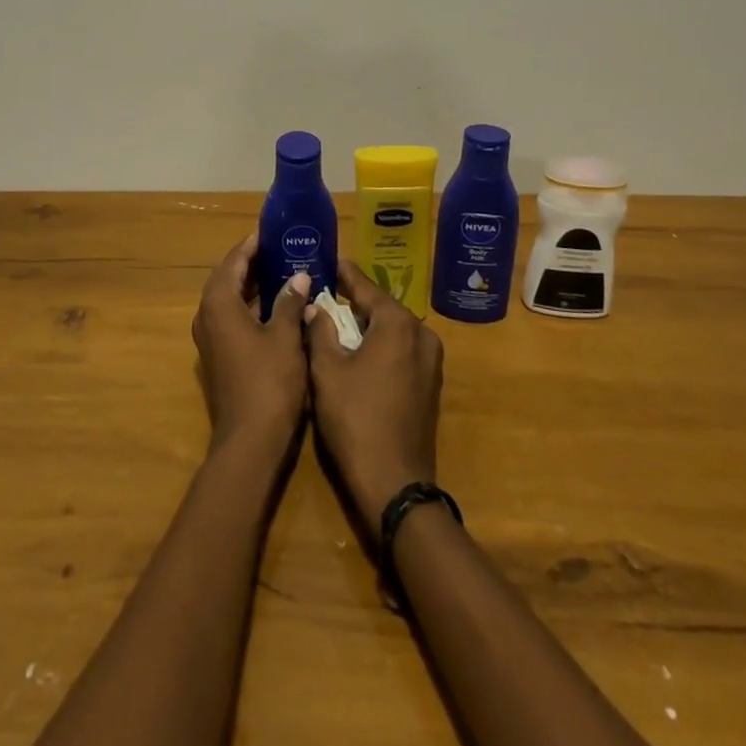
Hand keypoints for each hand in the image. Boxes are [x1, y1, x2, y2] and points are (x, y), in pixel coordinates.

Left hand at [192, 232, 311, 455]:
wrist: (249, 442)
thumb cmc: (269, 383)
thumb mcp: (285, 337)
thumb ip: (289, 302)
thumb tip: (298, 276)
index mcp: (218, 304)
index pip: (233, 262)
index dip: (252, 245)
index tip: (272, 231)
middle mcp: (207, 317)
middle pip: (229, 279)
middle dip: (254, 263)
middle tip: (283, 250)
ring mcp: (210, 339)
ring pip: (231, 301)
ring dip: (254, 286)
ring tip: (285, 272)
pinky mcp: (219, 357)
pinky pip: (233, 319)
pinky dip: (252, 308)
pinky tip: (279, 308)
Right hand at [304, 260, 443, 537]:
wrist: (395, 484)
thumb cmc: (355, 420)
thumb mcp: (326, 371)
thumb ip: (320, 330)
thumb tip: (314, 305)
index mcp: (397, 323)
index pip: (365, 287)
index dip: (343, 274)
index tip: (328, 260)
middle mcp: (421, 334)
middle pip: (382, 307)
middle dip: (354, 300)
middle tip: (325, 291)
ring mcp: (431, 361)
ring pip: (392, 330)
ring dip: (367, 324)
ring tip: (337, 318)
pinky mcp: (430, 384)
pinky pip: (401, 350)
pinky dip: (380, 345)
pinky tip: (358, 350)